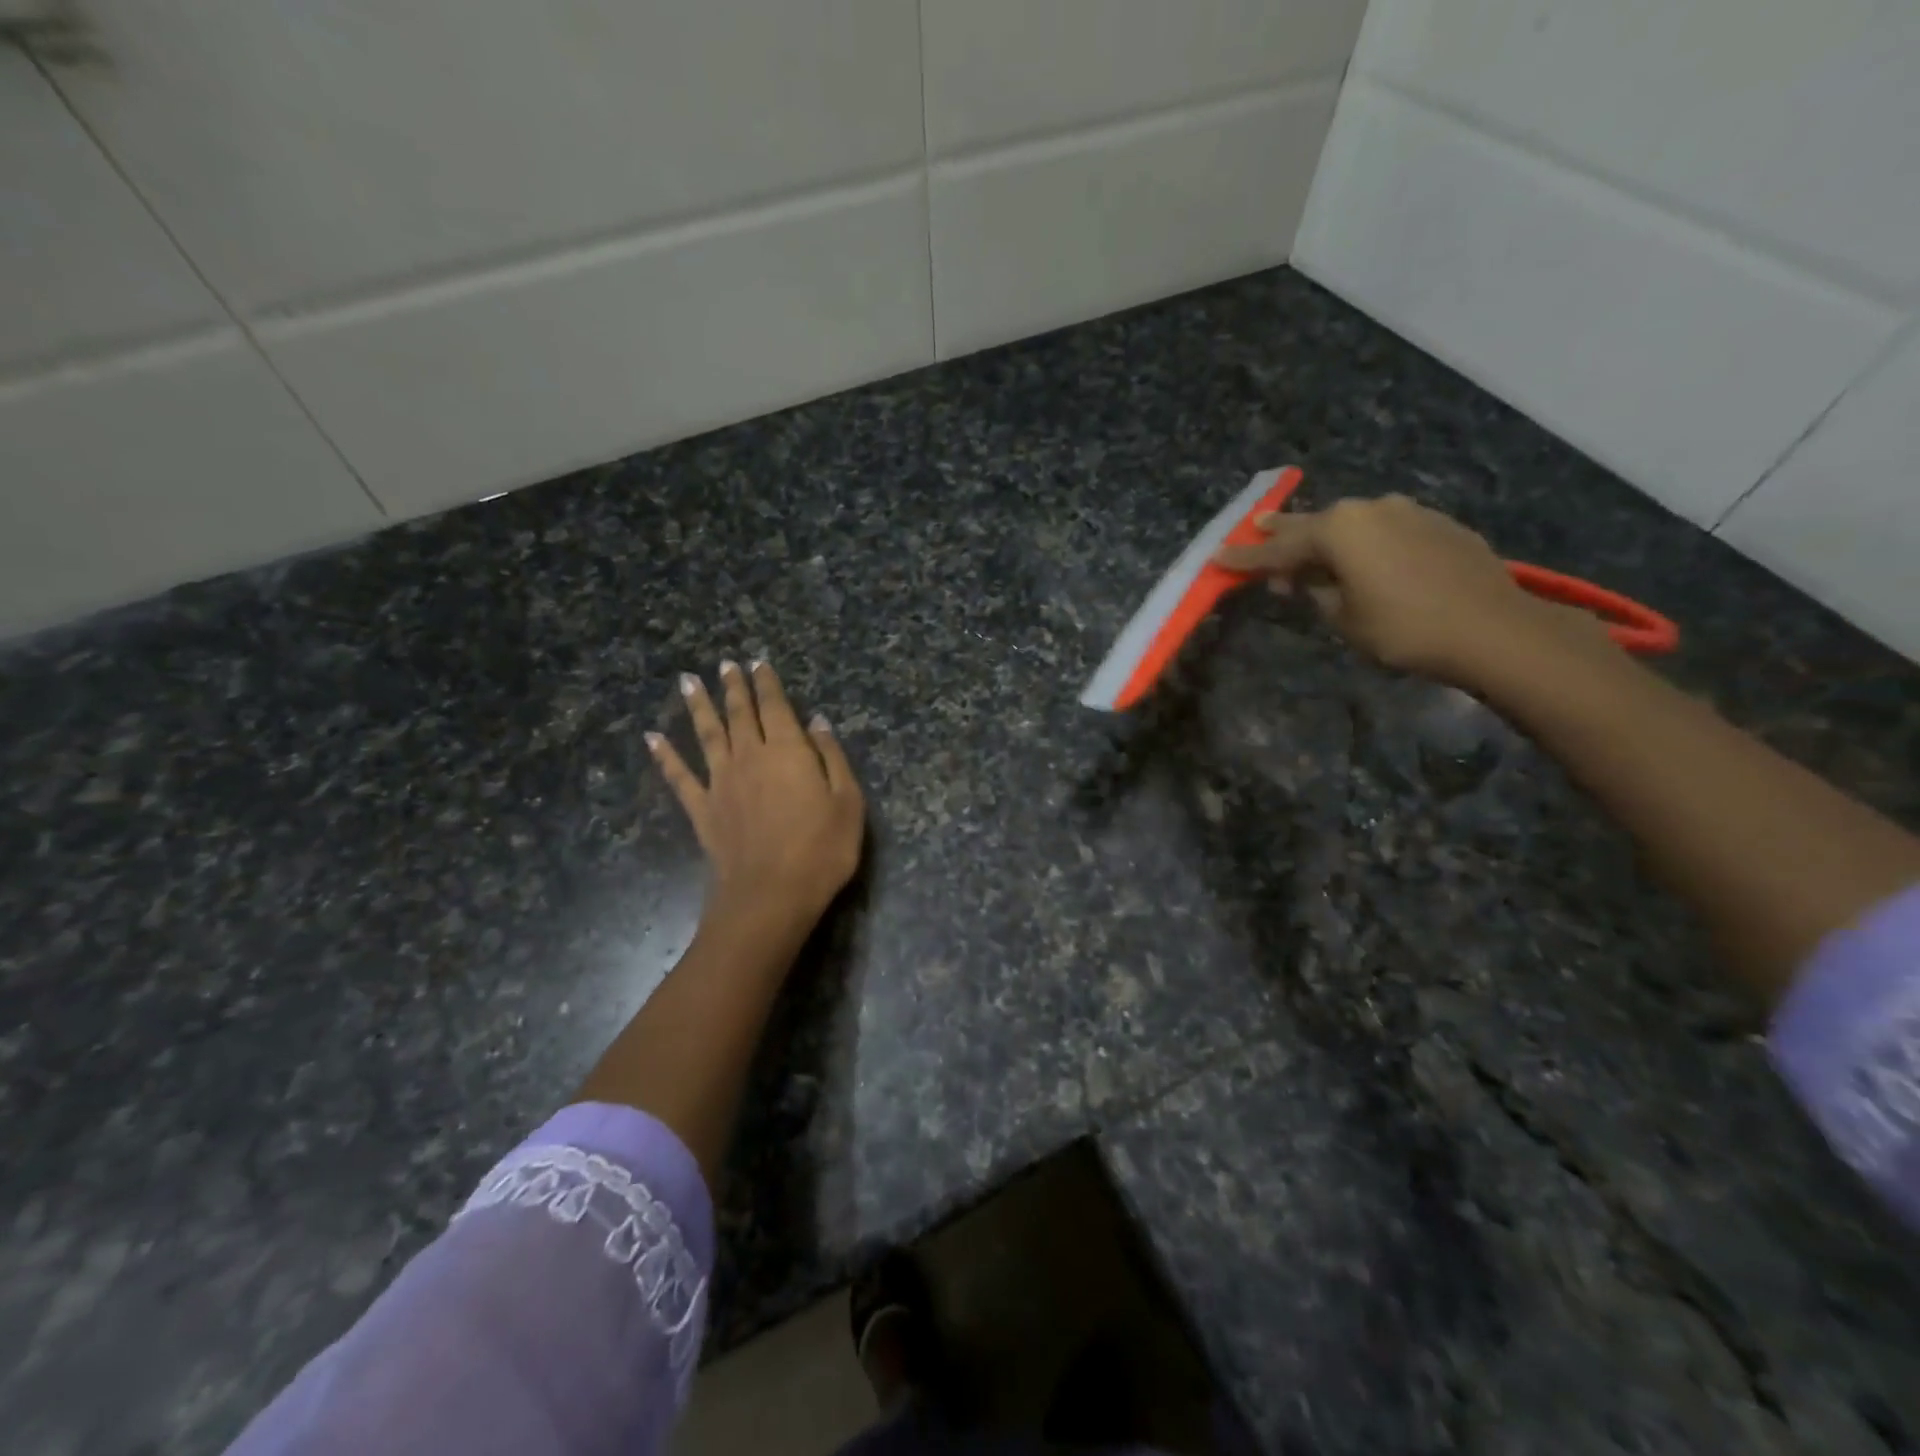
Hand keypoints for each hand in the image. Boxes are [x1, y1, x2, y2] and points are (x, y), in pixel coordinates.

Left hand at [647, 660, 864, 939]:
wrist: (771, 895)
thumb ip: (832, 757)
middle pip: (739, 713)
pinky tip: (651, 738)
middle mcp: (749, 756)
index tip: (758, 662)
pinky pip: (679, 777)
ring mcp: (721, 782)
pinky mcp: (702, 809)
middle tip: (725, 664)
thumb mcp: (847, 801)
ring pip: (707, 733)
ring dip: (698, 705)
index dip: (767, 683)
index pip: (775, 706)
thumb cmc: (821, 849)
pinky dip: (664, 756)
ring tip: (688, 681)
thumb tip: (817, 721)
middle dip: (734, 686)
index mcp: (787, 750)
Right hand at [1213, 494, 1609, 685]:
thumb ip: (1316, 593)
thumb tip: (1304, 581)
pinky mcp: (1439, 525)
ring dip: (1329, 538)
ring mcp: (1409, 512)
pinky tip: (1367, 560)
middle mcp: (1370, 509)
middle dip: (1283, 530)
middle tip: (1257, 526)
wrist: (1493, 629)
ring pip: (1354, 524)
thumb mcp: (1343, 618)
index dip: (1246, 558)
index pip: (1278, 549)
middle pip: (1315, 523)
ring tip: (1313, 550)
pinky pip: (1387, 531)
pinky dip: (1367, 543)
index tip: (1218, 557)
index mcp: (1339, 530)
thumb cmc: (1403, 628)